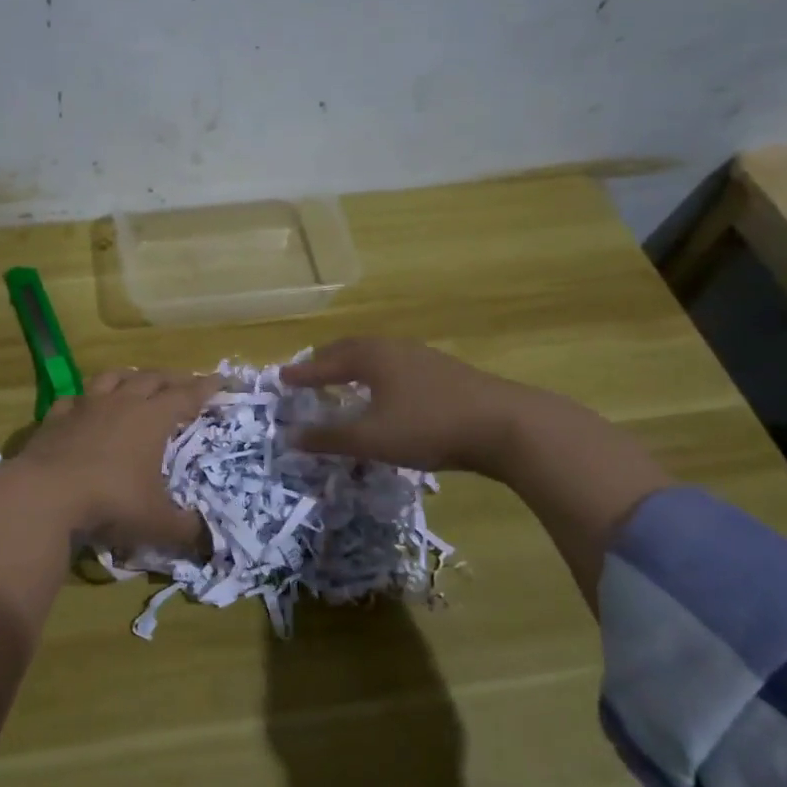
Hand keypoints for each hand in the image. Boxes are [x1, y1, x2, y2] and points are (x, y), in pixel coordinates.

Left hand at [14, 369, 220, 557]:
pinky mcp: (56, 416)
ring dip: (130, 376)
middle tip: (184, 381)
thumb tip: (208, 541)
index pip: (186, 395)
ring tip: (137, 379)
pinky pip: (74, 398)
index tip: (221, 380)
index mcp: (152, 419)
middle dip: (172, 378)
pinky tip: (84, 405)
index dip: (206, 387)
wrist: (46, 494)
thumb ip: (185, 530)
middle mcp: (122, 402)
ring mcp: (86, 406)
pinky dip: (85, 399)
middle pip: (152, 378)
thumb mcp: (156, 522)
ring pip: (113, 377)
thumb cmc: (111, 502)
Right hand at [280, 337, 528, 473]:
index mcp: (371, 357)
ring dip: (355, 366)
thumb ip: (329, 437)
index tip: (281, 377)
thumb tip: (291, 436)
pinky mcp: (445, 372)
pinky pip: (396, 366)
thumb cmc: (428, 426)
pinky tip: (387, 393)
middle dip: (327, 360)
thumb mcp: (371, 438)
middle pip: (351, 349)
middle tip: (310, 372)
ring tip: (344, 379)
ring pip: (377, 356)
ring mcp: (423, 357)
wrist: (505, 425)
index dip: (302, 373)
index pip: (326, 362)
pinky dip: (378, 375)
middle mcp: (394, 349)